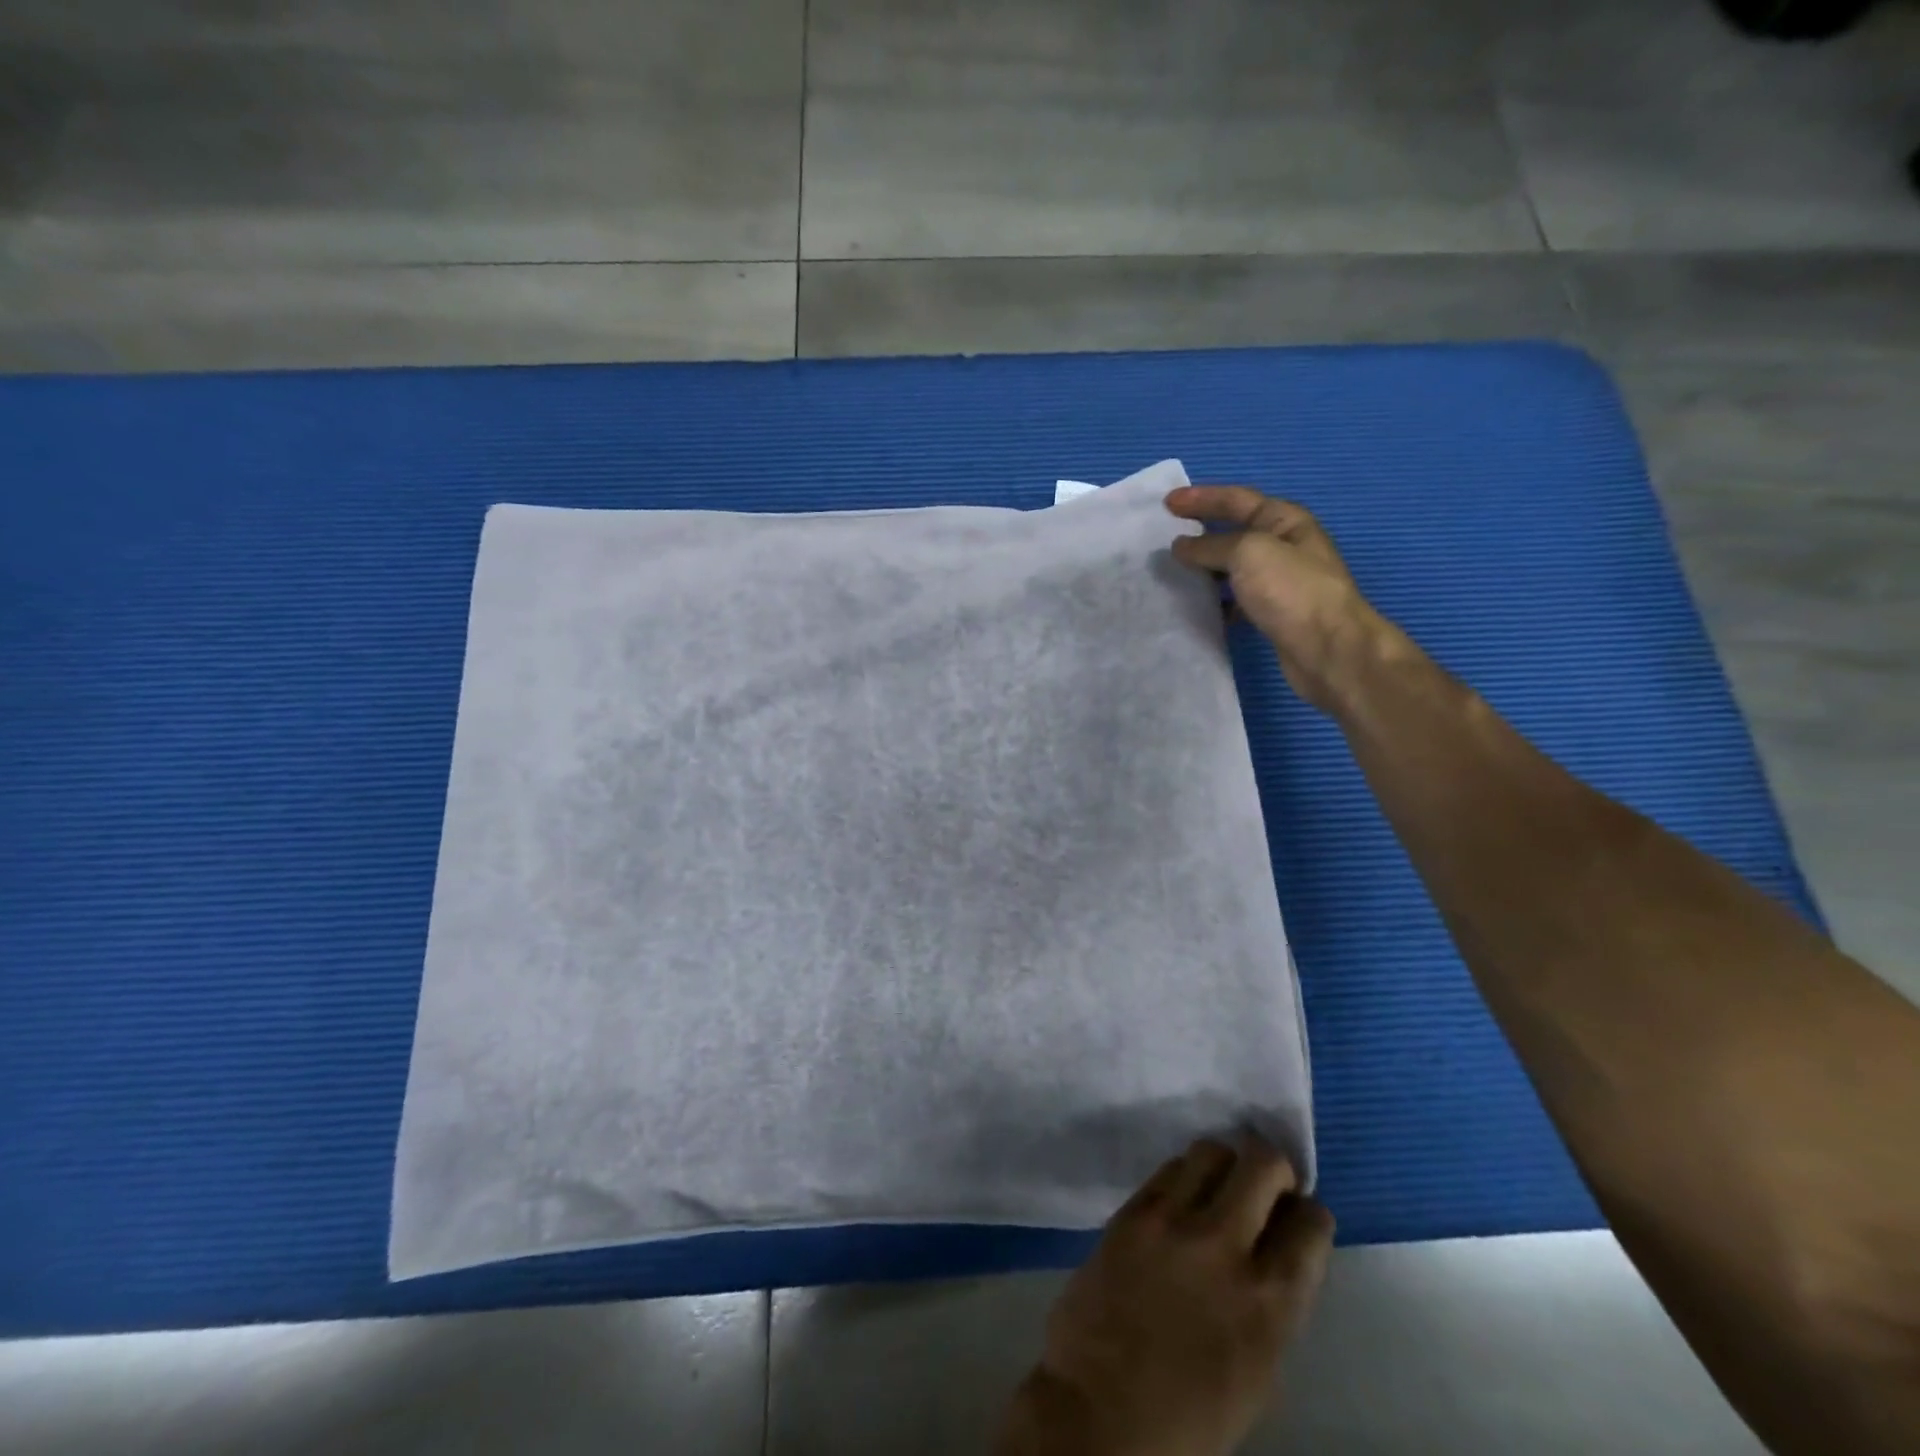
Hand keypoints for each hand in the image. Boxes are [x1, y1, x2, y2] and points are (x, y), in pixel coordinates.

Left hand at [995, 1138, 1334, 1455]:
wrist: (1099, 1412)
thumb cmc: (1188, 1418)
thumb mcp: (1258, 1372)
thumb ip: (1271, 1304)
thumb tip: (1276, 1253)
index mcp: (1270, 1304)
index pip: (1311, 1225)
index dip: (1308, 1215)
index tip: (1298, 1216)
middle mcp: (1225, 1246)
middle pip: (1263, 1164)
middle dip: (1273, 1168)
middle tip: (1265, 1185)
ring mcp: (1173, 1220)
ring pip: (1212, 1150)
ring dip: (1226, 1163)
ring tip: (1220, 1186)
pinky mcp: (1133, 1210)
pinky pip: (1169, 1168)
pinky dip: (1185, 1174)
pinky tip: (1182, 1197)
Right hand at [1166, 485, 1389, 713]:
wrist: (1327, 649)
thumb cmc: (1291, 590)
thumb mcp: (1247, 553)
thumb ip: (1210, 546)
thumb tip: (1181, 546)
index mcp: (1284, 521)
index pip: (1236, 500)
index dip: (1201, 498)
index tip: (1167, 503)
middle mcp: (1284, 547)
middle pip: (1234, 532)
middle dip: (1200, 533)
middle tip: (1164, 538)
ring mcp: (1280, 582)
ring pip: (1233, 568)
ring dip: (1205, 569)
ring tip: (1173, 573)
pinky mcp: (1273, 614)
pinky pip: (1236, 599)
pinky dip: (1215, 600)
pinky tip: (1196, 607)